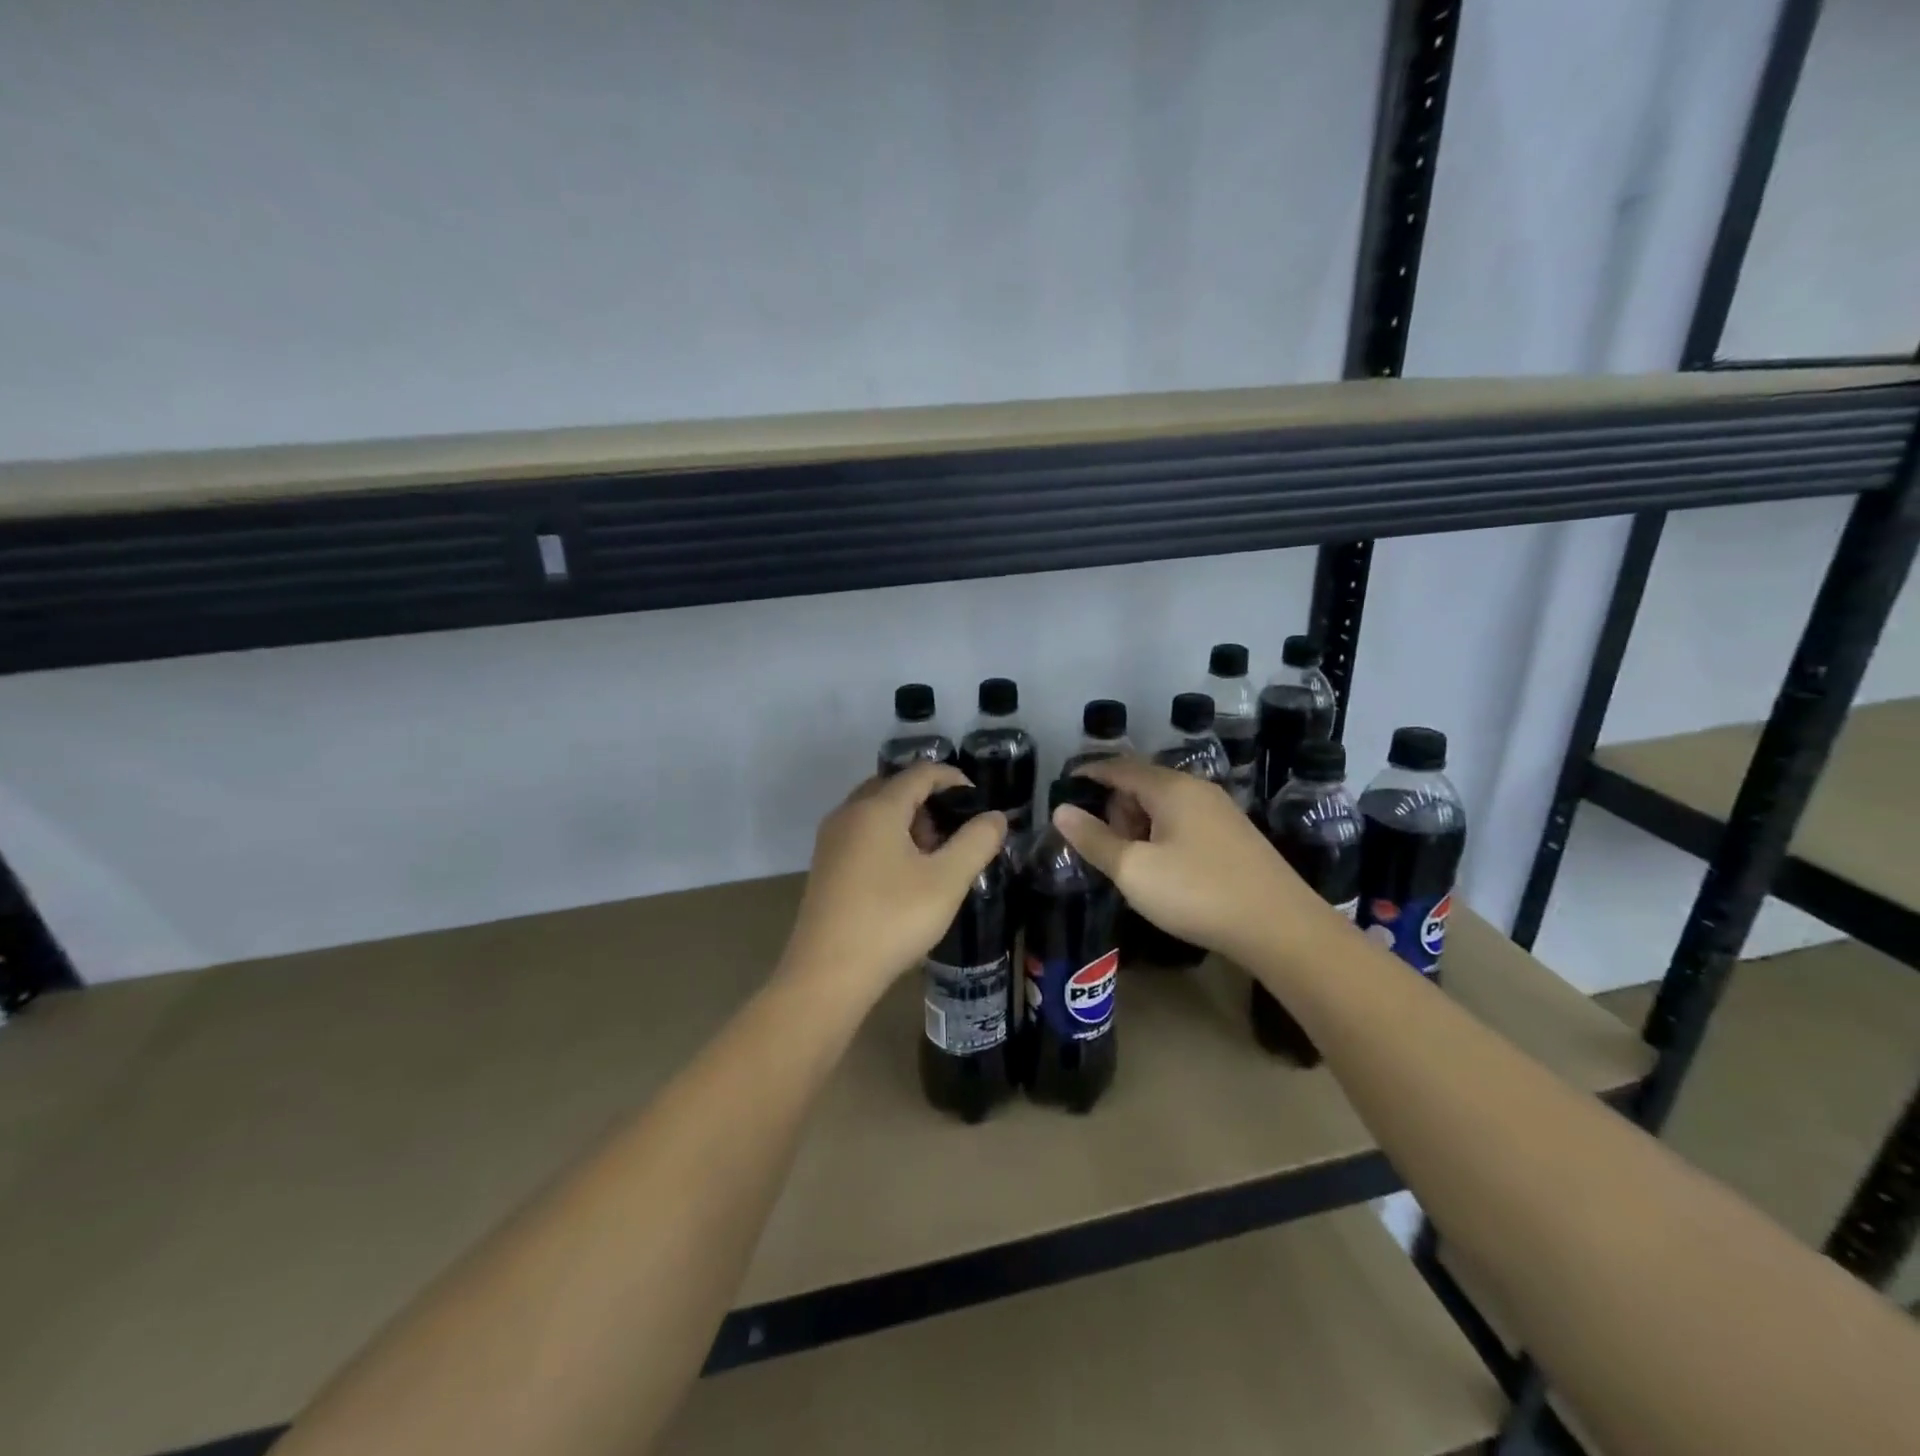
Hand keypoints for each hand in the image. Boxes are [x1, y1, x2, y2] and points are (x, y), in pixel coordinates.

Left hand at [782, 764, 1007, 1003]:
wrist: (828, 973)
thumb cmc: (892, 920)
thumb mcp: (947, 881)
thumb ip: (976, 842)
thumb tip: (995, 816)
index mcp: (877, 807)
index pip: (920, 772)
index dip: (952, 778)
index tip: (977, 800)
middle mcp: (848, 813)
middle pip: (893, 786)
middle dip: (928, 799)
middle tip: (954, 830)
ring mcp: (831, 839)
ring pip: (874, 810)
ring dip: (907, 819)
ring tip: (933, 853)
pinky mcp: (824, 865)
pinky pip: (860, 832)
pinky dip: (886, 836)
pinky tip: (903, 873)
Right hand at [1054, 757, 1330, 965]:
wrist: (1280, 927)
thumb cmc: (1197, 893)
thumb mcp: (1134, 870)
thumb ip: (1094, 840)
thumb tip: (1061, 812)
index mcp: (1171, 788)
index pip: (1119, 767)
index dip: (1090, 773)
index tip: (1065, 784)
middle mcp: (1198, 790)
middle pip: (1143, 784)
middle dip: (1115, 807)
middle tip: (1103, 844)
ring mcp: (1221, 812)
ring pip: (1165, 805)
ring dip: (1139, 824)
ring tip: (1132, 863)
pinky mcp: (1235, 836)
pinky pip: (1185, 822)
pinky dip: (1163, 835)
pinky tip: (1165, 869)